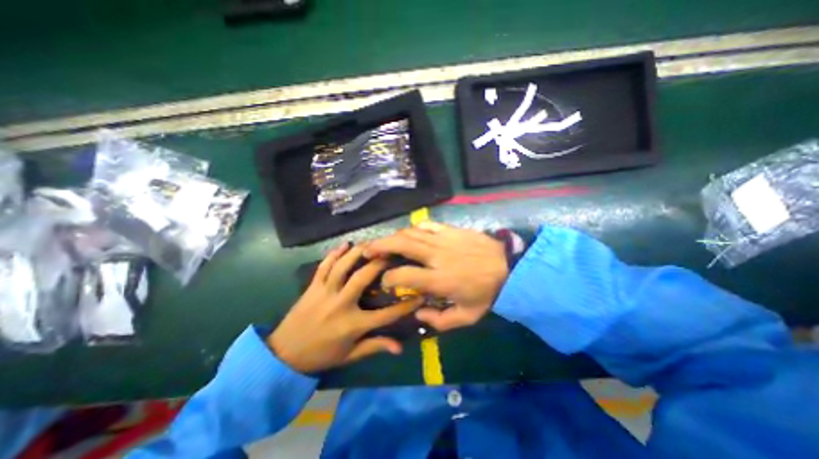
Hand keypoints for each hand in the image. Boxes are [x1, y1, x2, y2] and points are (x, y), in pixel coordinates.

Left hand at [269, 242, 421, 373]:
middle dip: (380, 264)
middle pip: (363, 278)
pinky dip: (334, 253)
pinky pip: (323, 266)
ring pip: (343, 266)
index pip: (386, 314)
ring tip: (372, 244)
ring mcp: (324, 292)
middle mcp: (340, 304)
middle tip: (393, 254)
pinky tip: (345, 244)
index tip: (420, 294)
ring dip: (358, 252)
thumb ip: (375, 347)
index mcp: (352, 325)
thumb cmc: (321, 356)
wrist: (283, 355)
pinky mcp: (312, 287)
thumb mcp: (350, 355)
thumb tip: (400, 347)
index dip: (406, 305)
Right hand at [362, 221, 509, 331]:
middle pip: (401, 245)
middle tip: (367, 249)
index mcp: (439, 280)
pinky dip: (415, 228)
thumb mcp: (467, 317)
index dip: (388, 279)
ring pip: (411, 232)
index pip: (403, 275)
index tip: (385, 282)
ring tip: (383, 241)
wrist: (510, 268)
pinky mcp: (452, 230)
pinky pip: (428, 224)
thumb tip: (417, 314)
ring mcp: (444, 240)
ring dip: (393, 236)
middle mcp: (437, 257)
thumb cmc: (488, 293)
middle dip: (380, 246)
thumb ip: (440, 322)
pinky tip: (410, 233)